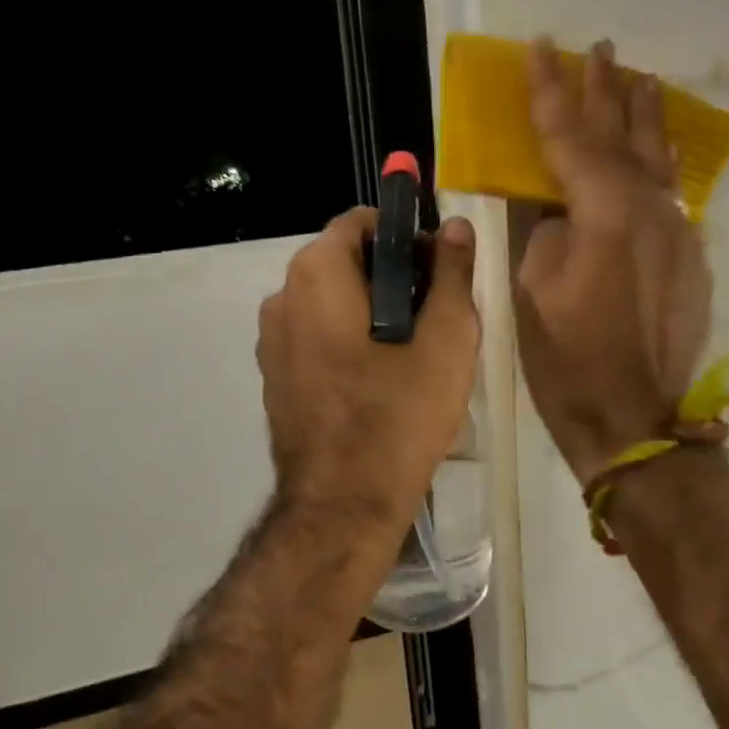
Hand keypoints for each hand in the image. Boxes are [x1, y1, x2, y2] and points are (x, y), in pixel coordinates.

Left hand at [258, 207, 479, 528]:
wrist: (344, 506)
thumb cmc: (399, 415)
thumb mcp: (446, 340)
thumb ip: (453, 274)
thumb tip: (457, 227)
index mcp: (316, 275)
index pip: (363, 223)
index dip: (408, 238)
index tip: (441, 273)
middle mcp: (280, 298)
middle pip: (346, 263)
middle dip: (394, 278)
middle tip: (437, 318)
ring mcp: (271, 342)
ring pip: (332, 304)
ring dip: (373, 313)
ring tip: (415, 355)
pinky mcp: (274, 379)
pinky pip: (318, 339)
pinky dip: (349, 343)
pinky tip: (381, 383)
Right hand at [515, 38, 712, 486]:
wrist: (633, 418)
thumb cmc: (568, 362)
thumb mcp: (532, 293)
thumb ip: (547, 234)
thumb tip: (561, 210)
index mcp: (605, 216)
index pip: (572, 138)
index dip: (551, 92)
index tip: (541, 46)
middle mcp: (652, 212)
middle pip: (625, 137)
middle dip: (608, 90)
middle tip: (600, 48)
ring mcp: (679, 235)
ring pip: (659, 162)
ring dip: (645, 118)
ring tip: (640, 80)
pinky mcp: (691, 261)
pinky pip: (670, 199)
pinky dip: (656, 168)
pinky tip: (651, 158)